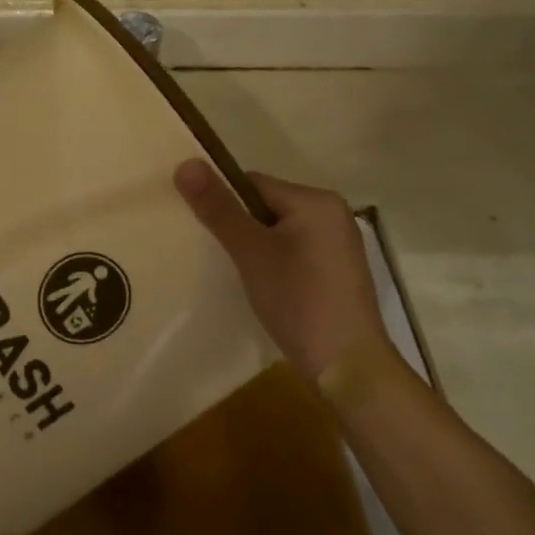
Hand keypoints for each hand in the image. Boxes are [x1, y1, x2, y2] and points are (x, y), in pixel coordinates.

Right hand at [175, 162, 393, 388]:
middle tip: (221, 258)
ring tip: (239, 276)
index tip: (207, 234)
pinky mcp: (337, 274)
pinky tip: (264, 289)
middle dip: (239, 228)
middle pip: (265, 207)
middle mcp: (332, 214)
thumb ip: (218, 208)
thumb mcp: (251, 252)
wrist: (348, 371)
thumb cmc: (299, 301)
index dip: (225, 206)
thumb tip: (185, 163)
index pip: (252, 184)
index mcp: (316, 200)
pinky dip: (274, 265)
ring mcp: (338, 246)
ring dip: (255, 249)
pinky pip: (293, 254)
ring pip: (278, 232)